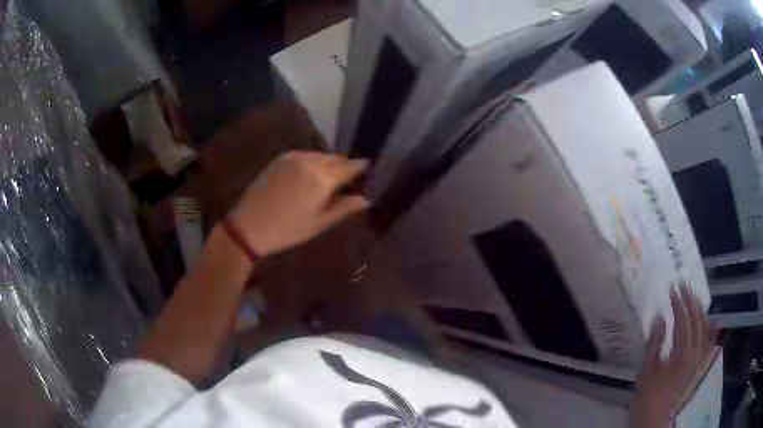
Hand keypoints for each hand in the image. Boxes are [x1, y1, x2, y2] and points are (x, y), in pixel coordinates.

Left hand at [229, 151, 369, 256]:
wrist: (247, 227)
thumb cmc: (286, 231)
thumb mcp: (319, 224)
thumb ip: (344, 208)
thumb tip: (366, 199)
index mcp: (322, 179)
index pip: (349, 167)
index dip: (360, 168)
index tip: (368, 170)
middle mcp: (310, 162)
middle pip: (335, 158)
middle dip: (345, 165)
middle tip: (349, 178)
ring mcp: (293, 157)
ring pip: (320, 155)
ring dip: (329, 162)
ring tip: (330, 177)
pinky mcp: (280, 159)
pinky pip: (305, 154)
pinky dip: (313, 160)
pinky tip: (311, 173)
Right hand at [629, 283, 714, 427]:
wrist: (656, 419)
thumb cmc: (648, 397)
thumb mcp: (646, 373)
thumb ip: (654, 344)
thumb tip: (660, 317)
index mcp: (681, 354)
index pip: (683, 320)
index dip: (678, 303)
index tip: (672, 288)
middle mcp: (695, 352)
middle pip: (696, 319)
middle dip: (690, 299)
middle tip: (683, 284)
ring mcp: (700, 357)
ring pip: (705, 326)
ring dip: (699, 308)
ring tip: (693, 295)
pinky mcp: (700, 363)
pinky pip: (709, 340)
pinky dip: (710, 326)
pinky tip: (710, 317)